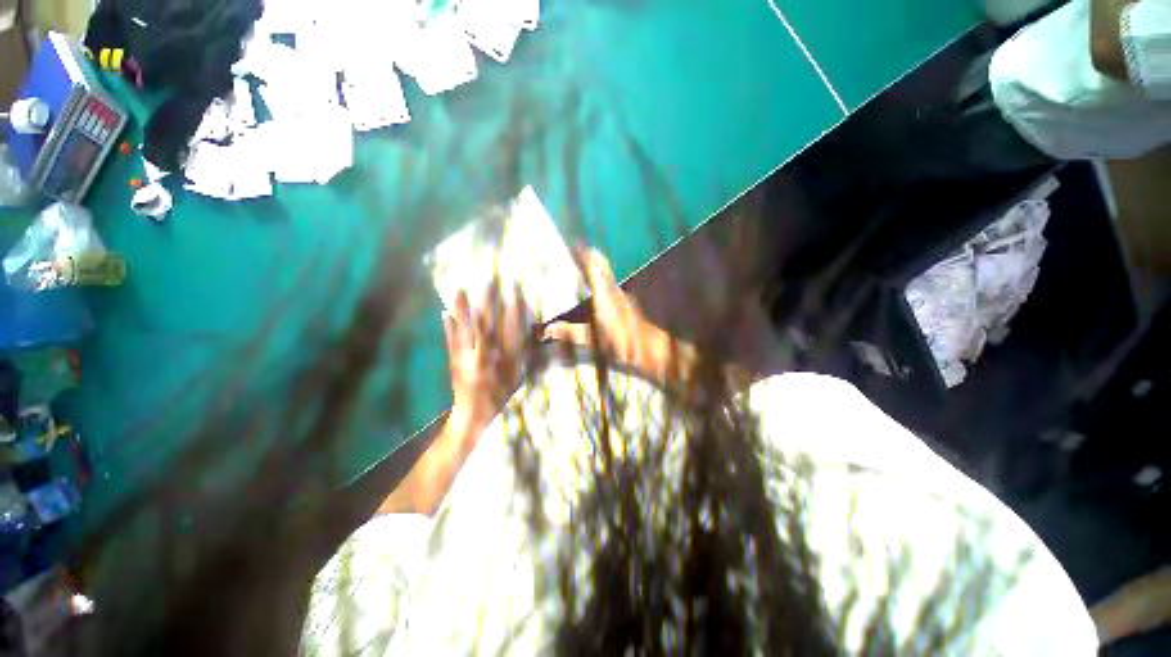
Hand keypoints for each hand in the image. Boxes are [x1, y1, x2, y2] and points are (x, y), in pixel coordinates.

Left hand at [443, 287, 529, 433]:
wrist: (473, 416)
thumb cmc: (499, 396)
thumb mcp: (516, 377)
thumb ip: (520, 356)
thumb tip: (522, 333)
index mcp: (504, 359)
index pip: (510, 329)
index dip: (513, 309)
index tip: (514, 291)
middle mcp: (485, 355)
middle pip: (487, 324)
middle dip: (488, 302)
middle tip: (488, 281)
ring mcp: (466, 358)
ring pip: (466, 329)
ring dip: (463, 309)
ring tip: (460, 290)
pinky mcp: (454, 361)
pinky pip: (450, 341)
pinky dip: (448, 327)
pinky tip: (444, 313)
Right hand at [543, 247, 669, 375]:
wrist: (649, 346)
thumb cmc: (621, 341)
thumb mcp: (594, 339)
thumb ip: (571, 332)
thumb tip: (549, 329)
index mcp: (605, 295)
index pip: (594, 267)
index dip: (584, 253)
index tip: (574, 242)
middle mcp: (614, 290)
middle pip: (601, 266)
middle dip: (588, 256)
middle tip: (574, 250)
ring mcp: (621, 295)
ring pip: (606, 275)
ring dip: (595, 267)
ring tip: (580, 266)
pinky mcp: (625, 302)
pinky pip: (609, 285)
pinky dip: (600, 280)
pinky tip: (595, 290)